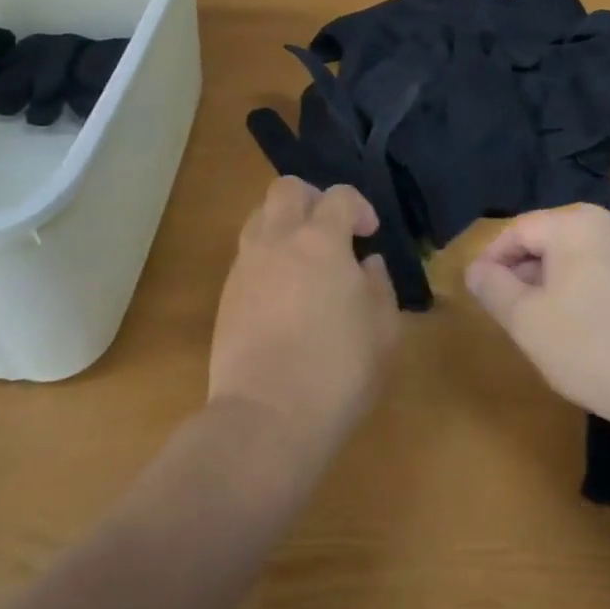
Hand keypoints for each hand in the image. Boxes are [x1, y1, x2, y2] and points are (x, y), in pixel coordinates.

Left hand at [209, 178, 401, 465]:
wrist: (266, 419)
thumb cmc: (337, 371)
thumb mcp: (383, 330)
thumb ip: (379, 286)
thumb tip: (367, 264)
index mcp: (321, 240)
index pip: (339, 196)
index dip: (359, 206)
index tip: (370, 234)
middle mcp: (278, 240)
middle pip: (287, 189)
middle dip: (312, 198)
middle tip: (330, 230)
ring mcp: (246, 266)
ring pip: (260, 217)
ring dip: (284, 225)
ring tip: (304, 259)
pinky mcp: (226, 296)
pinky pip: (248, 255)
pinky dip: (267, 258)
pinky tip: (283, 293)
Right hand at [465, 203, 609, 442]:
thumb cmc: (595, 348)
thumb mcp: (528, 322)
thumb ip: (493, 288)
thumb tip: (475, 269)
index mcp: (575, 222)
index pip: (519, 230)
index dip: (492, 260)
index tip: (479, 293)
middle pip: (552, 239)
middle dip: (525, 274)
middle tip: (511, 315)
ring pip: (581, 258)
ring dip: (556, 285)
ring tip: (547, 327)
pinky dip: (589, 294)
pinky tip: (590, 334)